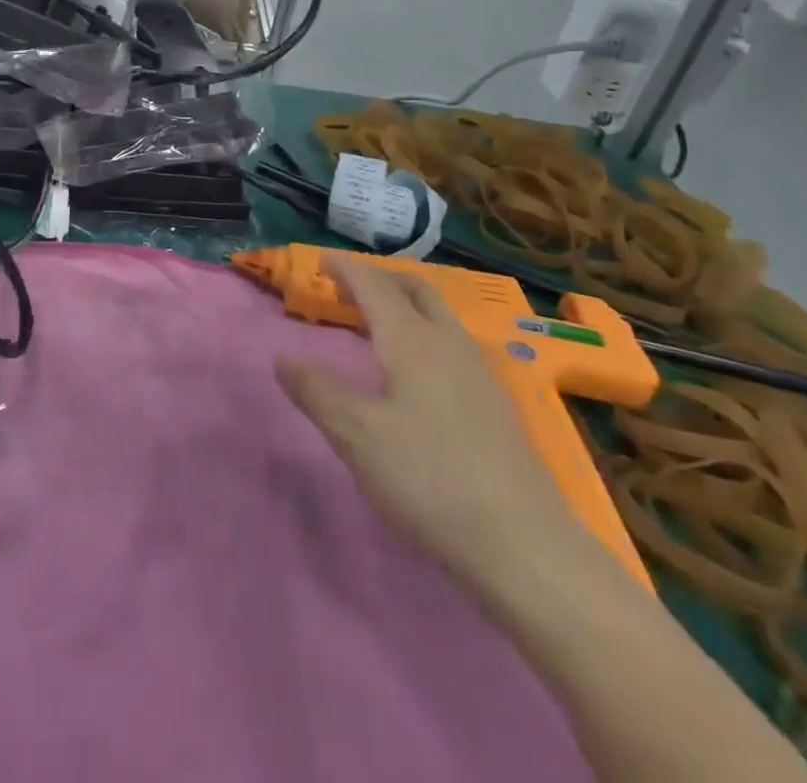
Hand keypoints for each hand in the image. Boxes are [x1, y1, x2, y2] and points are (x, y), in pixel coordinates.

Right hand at [277, 257, 585, 592]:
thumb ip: (316, 391)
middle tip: (348, 287)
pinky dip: (423, 333)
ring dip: (405, 305)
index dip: (346, 269)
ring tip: (377, 322)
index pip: (374, 286)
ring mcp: (479, 374)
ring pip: (439, 316)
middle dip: (380, 279)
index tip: (321, 261)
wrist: (524, 545)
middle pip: (415, 290)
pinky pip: (451, 344)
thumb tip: (282, 358)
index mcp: (412, 340)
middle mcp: (448, 344)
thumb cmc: (428, 478)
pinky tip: (416, 370)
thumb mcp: (355, 435)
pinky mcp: (495, 406)